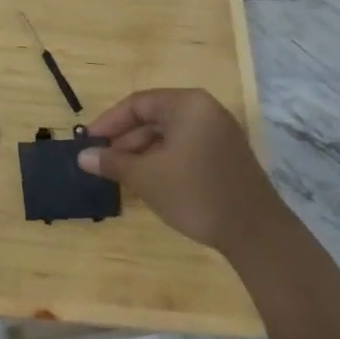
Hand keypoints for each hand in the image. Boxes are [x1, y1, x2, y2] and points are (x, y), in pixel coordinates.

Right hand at [78, 88, 285, 254]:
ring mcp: (220, 134)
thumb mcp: (146, 177)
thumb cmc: (196, 193)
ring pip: (169, 135)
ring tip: (120, 174)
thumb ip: (112, 162)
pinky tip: (148, 181)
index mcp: (188, 105)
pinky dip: (163, 160)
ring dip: (142, 152)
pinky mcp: (227, 156)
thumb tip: (82, 156)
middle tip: (102, 160)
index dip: (108, 123)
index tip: (88, 142)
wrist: (257, 234)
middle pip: (154, 117)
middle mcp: (206, 111)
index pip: (137, 104)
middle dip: (125, 139)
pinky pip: (185, 148)